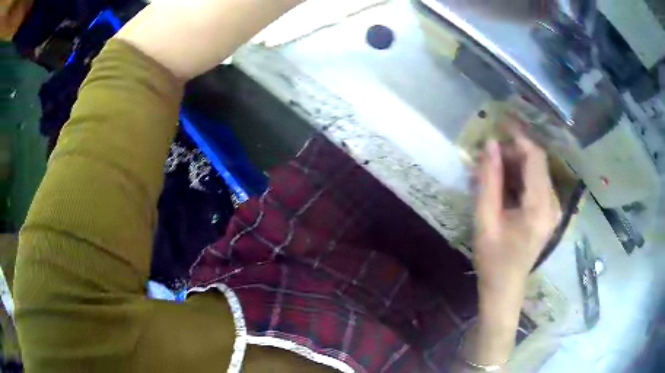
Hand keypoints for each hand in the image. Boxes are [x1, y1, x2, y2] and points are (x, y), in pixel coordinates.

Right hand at [474, 130, 560, 301]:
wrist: (505, 288)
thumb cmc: (493, 259)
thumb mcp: (485, 219)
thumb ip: (489, 180)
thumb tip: (490, 144)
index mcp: (539, 206)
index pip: (535, 158)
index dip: (519, 137)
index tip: (499, 123)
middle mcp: (552, 204)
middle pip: (537, 163)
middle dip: (514, 152)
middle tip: (489, 154)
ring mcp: (553, 209)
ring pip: (537, 172)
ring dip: (516, 165)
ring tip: (492, 169)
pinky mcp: (549, 213)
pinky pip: (537, 185)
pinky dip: (520, 178)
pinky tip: (503, 185)